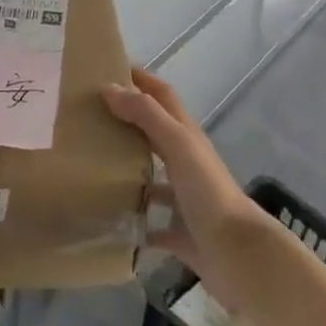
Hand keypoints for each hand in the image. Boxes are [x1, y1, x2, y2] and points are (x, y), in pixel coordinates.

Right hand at [103, 69, 265, 309]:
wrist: (240, 256)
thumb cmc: (209, 192)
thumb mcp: (178, 144)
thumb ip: (146, 115)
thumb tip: (108, 87)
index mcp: (186, 136)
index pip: (161, 95)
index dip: (140, 78)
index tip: (107, 68)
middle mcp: (185, 162)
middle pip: (152, 132)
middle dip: (124, 120)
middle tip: (86, 116)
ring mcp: (183, 199)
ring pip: (149, 176)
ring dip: (124, 169)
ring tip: (87, 164)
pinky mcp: (178, 232)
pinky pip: (149, 223)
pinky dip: (130, 220)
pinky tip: (105, 219)